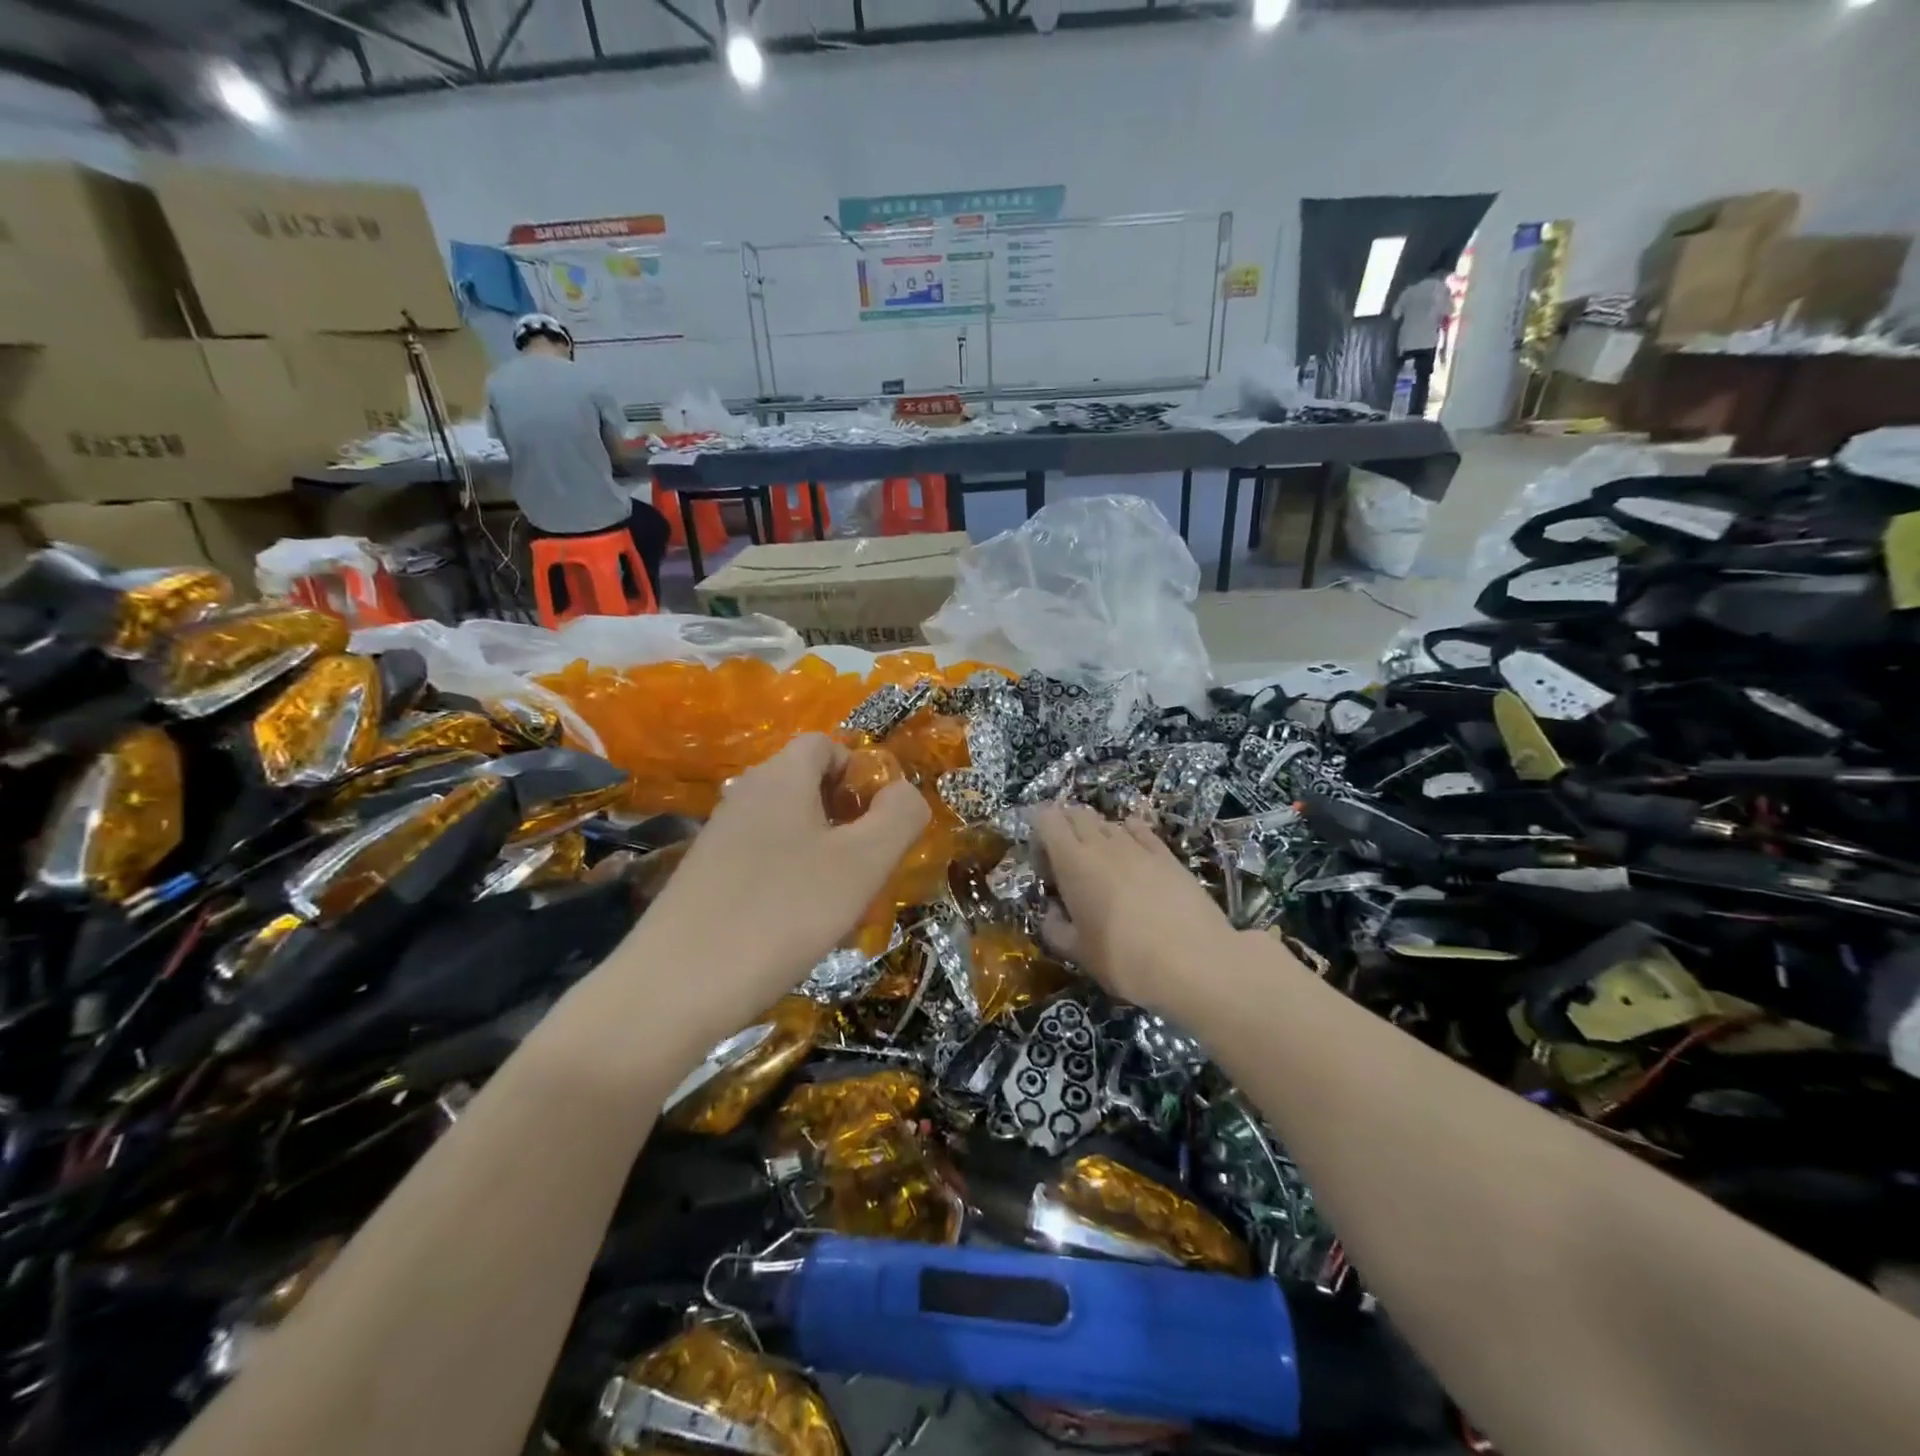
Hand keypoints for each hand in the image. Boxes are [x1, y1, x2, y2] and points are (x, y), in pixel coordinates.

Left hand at [615, 733, 928, 1038]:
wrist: (675, 988)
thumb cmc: (783, 912)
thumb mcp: (863, 863)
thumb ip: (899, 817)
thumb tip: (905, 793)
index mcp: (781, 777)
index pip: (826, 745)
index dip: (861, 772)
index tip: (880, 821)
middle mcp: (745, 795)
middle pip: (807, 785)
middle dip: (847, 818)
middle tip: (868, 867)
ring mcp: (719, 837)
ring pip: (788, 827)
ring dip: (822, 854)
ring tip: (838, 904)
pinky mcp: (704, 878)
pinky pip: (762, 861)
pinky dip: (789, 880)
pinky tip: (795, 927)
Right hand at [1034, 805, 1237, 1018]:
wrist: (1194, 962)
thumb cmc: (1125, 960)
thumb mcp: (1079, 954)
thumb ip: (1056, 929)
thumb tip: (1051, 914)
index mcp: (1072, 863)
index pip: (1047, 819)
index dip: (1040, 832)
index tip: (1043, 863)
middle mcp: (1102, 844)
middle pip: (1076, 814)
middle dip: (1066, 828)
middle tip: (1067, 862)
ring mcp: (1137, 846)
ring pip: (1108, 822)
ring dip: (1097, 834)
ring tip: (1101, 864)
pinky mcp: (1167, 854)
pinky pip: (1140, 830)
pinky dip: (1130, 834)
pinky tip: (1133, 854)